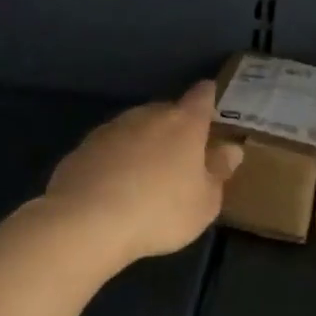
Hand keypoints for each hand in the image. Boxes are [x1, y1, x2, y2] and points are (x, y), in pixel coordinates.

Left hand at [40, 81, 243, 267]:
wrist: (87, 220)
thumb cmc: (159, 211)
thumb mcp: (204, 203)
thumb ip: (218, 172)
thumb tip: (231, 149)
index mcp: (184, 123)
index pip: (202, 95)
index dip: (208, 97)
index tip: (212, 104)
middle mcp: (148, 114)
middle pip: (167, 111)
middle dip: (175, 128)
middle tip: (180, 157)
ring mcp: (113, 127)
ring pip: (136, 128)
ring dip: (143, 144)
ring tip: (145, 177)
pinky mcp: (84, 146)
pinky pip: (109, 148)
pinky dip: (116, 160)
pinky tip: (114, 188)